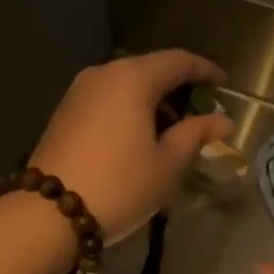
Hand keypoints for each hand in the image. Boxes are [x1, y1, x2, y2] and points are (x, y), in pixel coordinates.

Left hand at [31, 50, 234, 243]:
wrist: (49, 213)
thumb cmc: (120, 184)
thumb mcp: (167, 163)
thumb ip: (197, 134)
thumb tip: (224, 120)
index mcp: (133, 77)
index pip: (179, 61)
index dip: (205, 70)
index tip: (224, 84)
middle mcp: (104, 73)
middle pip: (151, 68)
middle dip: (179, 86)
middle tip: (201, 112)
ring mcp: (79, 90)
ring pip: (127, 83)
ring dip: (153, 99)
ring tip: (173, 130)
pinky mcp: (65, 110)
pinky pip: (108, 97)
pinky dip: (130, 108)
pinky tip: (140, 135)